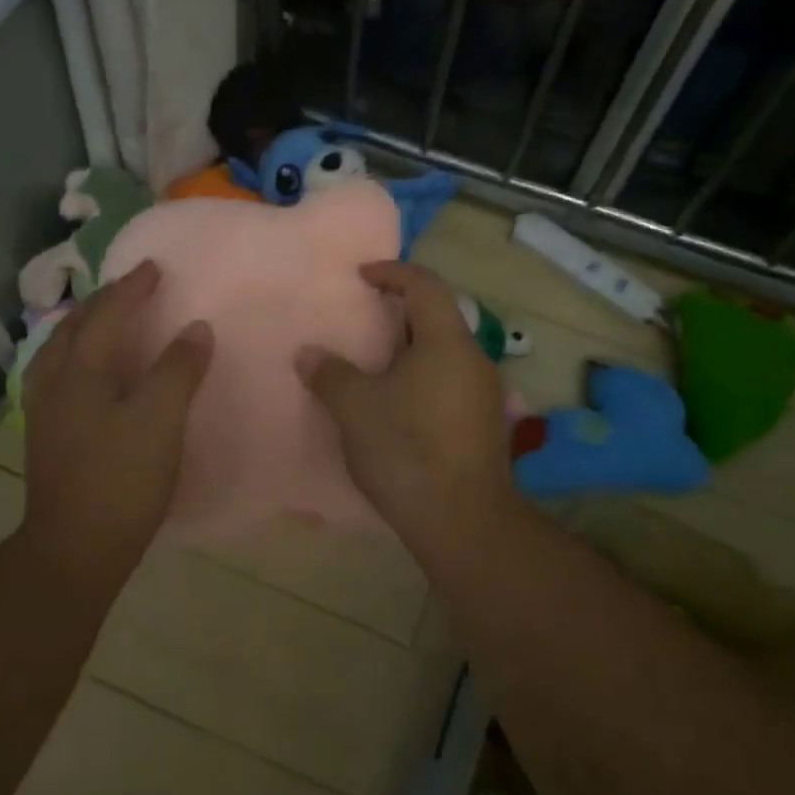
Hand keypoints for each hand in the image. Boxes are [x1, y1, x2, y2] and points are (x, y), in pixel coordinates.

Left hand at [23, 261, 213, 578]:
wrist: (74, 549)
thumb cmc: (121, 480)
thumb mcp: (161, 421)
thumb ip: (179, 369)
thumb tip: (197, 329)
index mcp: (80, 371)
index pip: (108, 314)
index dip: (133, 288)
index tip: (156, 267)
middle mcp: (54, 380)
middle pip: (75, 325)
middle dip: (105, 300)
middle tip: (133, 287)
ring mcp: (44, 408)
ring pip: (60, 348)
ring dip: (86, 324)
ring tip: (107, 318)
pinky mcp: (45, 433)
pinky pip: (59, 371)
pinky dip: (77, 353)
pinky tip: (89, 369)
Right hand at [298, 262, 513, 532]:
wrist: (462, 521)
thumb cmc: (406, 449)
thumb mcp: (355, 407)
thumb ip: (330, 373)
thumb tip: (309, 354)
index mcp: (447, 342)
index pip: (425, 285)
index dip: (393, 272)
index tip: (362, 276)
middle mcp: (474, 360)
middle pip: (439, 319)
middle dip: (400, 313)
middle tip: (365, 320)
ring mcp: (485, 395)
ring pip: (444, 355)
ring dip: (410, 350)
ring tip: (374, 364)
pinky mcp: (484, 426)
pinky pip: (450, 383)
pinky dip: (422, 378)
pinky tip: (397, 405)